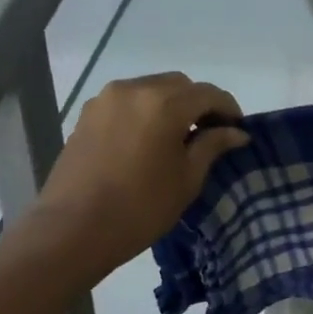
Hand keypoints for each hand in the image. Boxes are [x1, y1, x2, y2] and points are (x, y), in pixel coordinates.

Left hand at [30, 72, 247, 271]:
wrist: (75, 228)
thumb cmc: (141, 207)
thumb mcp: (187, 178)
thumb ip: (212, 146)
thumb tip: (237, 132)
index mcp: (164, 104)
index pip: (208, 93)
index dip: (229, 109)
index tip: (238, 130)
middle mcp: (135, 89)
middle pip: (179, 85)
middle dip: (200, 103)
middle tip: (211, 133)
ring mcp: (107, 99)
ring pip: (152, 88)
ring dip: (172, 105)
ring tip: (180, 137)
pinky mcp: (89, 113)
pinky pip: (128, 101)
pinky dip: (147, 111)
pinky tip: (150, 139)